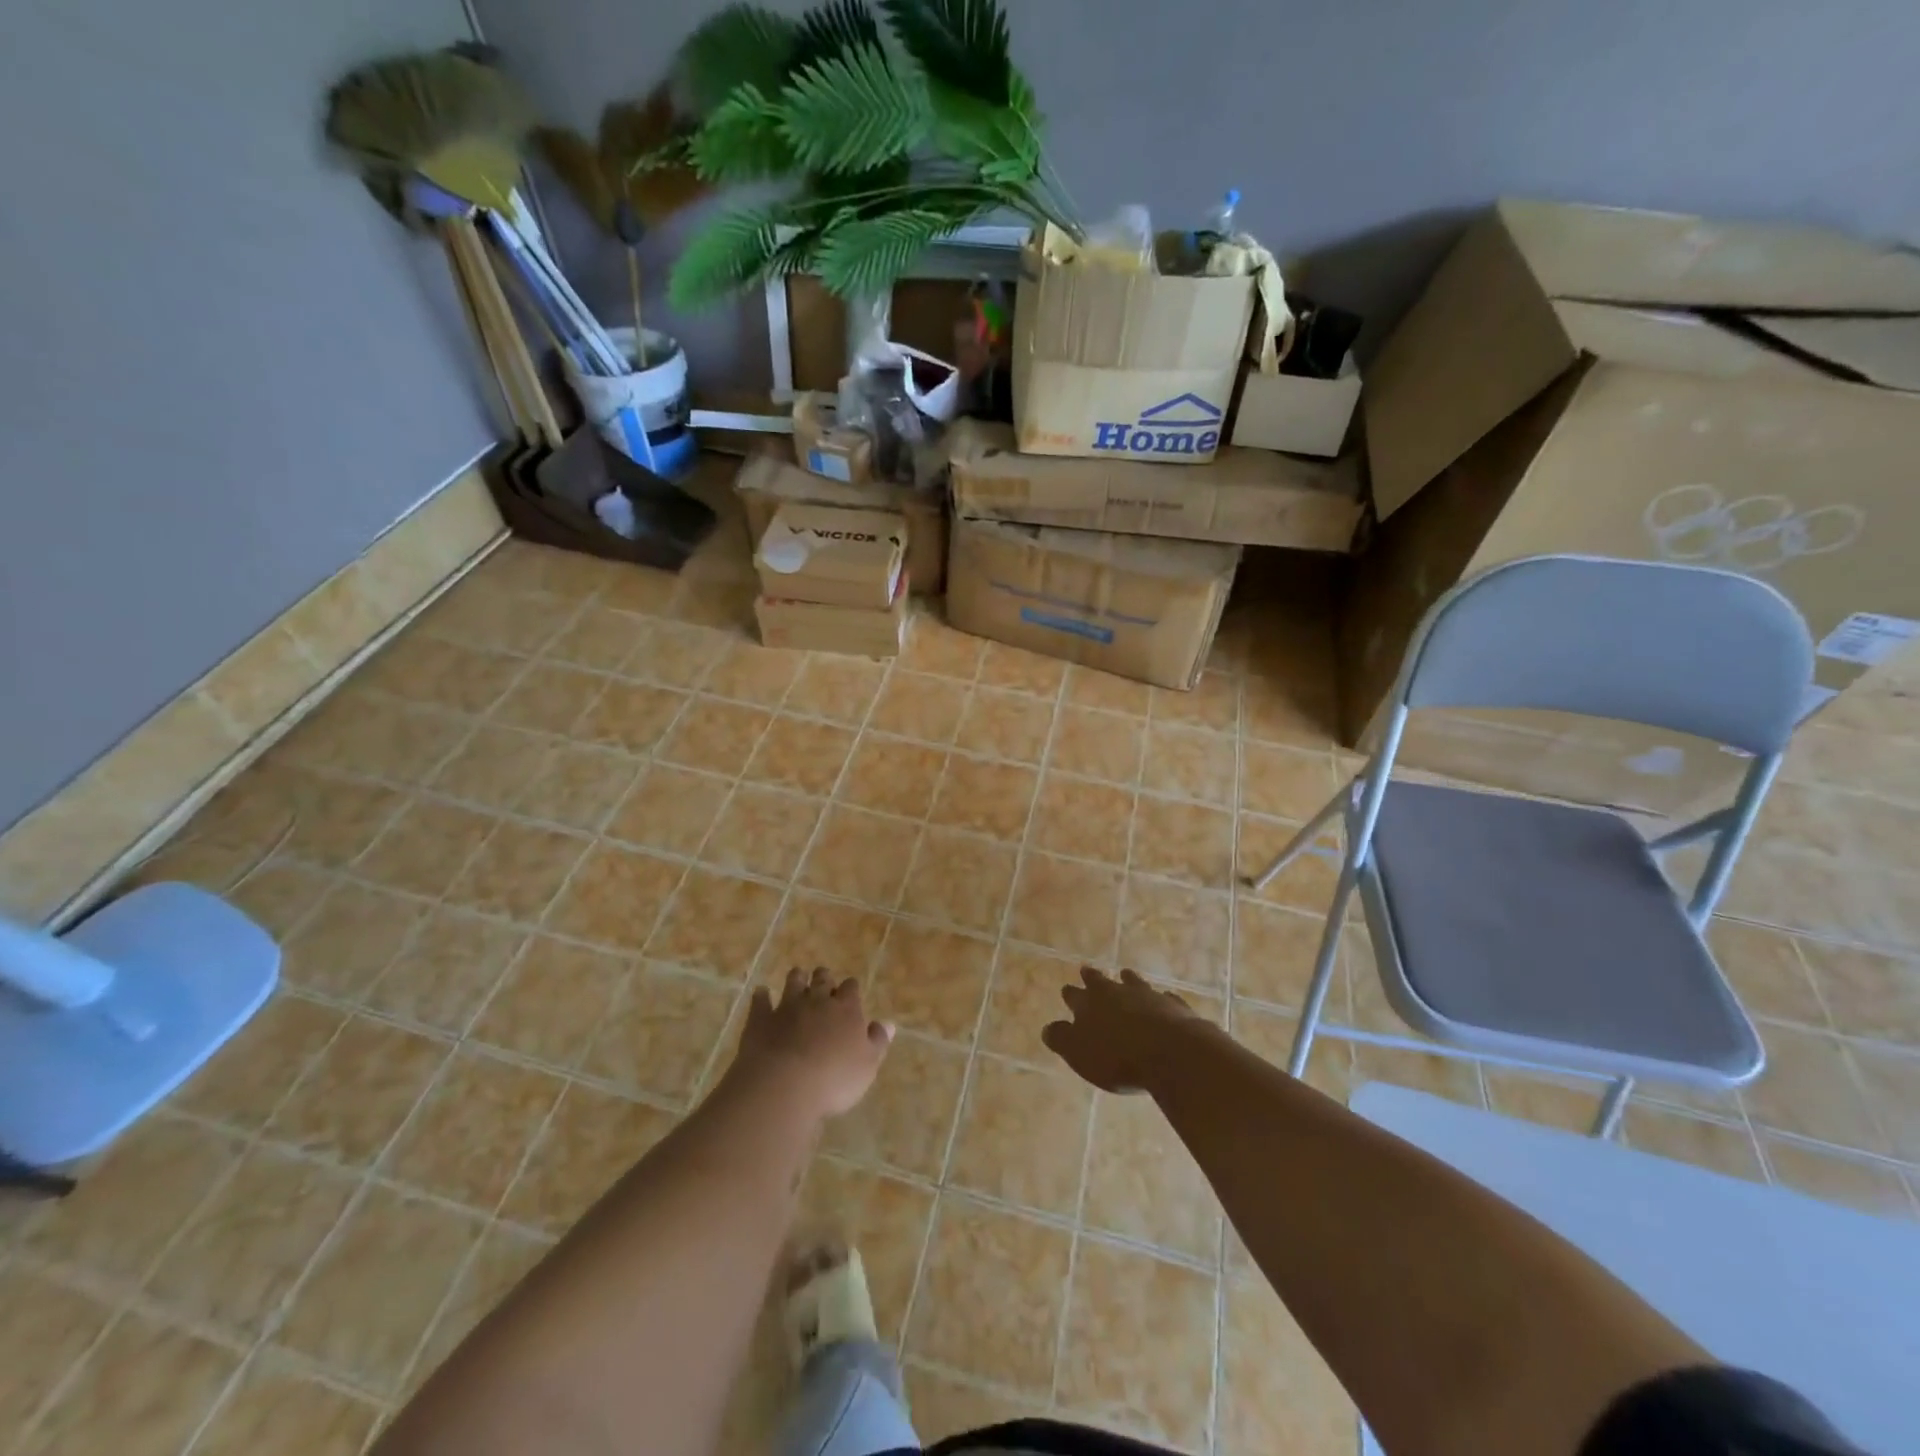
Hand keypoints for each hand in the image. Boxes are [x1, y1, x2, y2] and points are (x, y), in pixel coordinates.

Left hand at [730, 967, 892, 1118]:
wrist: (784, 1085)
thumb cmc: (834, 1079)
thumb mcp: (867, 1065)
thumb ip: (877, 1041)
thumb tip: (888, 1024)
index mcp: (846, 1009)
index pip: (851, 988)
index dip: (850, 988)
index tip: (849, 992)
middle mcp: (817, 1000)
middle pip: (822, 979)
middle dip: (823, 977)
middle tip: (823, 979)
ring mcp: (787, 1007)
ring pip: (793, 982)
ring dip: (796, 978)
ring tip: (797, 976)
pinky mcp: (761, 1019)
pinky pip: (760, 1001)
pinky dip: (761, 996)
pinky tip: (761, 992)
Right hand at [1043, 967, 1203, 1093]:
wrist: (1170, 1052)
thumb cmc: (1117, 1057)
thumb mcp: (1078, 1053)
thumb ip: (1061, 1038)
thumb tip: (1047, 1028)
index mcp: (1089, 1004)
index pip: (1074, 995)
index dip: (1070, 994)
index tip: (1066, 990)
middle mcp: (1116, 992)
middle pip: (1100, 981)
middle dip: (1092, 977)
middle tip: (1087, 970)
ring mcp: (1146, 995)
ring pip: (1133, 982)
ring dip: (1127, 980)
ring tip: (1125, 975)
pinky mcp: (1172, 1006)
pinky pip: (1164, 998)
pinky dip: (1160, 999)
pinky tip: (1163, 999)